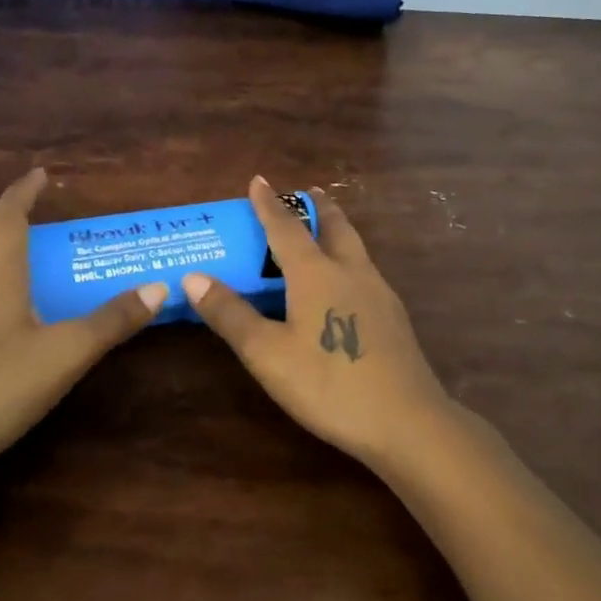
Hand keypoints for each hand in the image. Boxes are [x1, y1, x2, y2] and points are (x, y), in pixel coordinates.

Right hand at [182, 177, 455, 466]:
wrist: (407, 421)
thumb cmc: (328, 384)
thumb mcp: (268, 354)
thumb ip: (231, 315)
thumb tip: (193, 277)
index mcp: (316, 273)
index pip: (286, 227)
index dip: (268, 204)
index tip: (258, 179)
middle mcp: (350, 271)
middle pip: (334, 226)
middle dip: (316, 206)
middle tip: (305, 193)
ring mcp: (378, 292)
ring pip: (355, 246)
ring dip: (337, 228)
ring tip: (325, 228)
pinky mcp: (394, 316)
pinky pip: (366, 270)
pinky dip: (349, 258)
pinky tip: (347, 282)